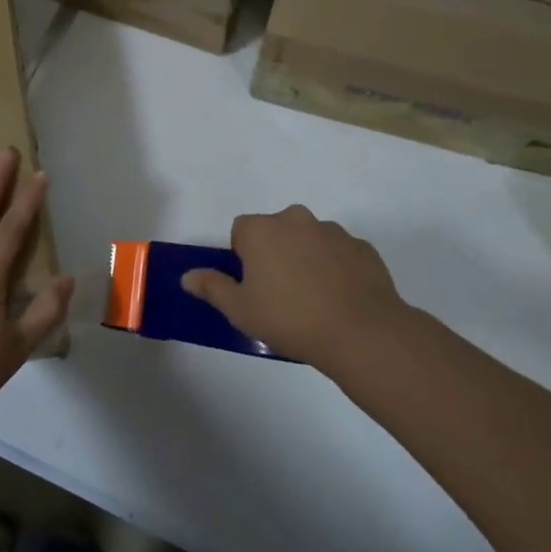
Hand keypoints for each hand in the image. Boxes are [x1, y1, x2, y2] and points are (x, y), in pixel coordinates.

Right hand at [180, 204, 423, 371]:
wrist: (360, 332)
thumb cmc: (289, 318)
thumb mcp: (240, 310)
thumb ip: (212, 287)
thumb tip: (187, 276)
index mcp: (262, 229)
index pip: (241, 231)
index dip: (243, 257)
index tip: (252, 286)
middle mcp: (296, 219)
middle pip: (276, 231)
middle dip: (274, 254)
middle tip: (279, 294)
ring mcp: (333, 231)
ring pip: (309, 240)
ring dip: (305, 259)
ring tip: (313, 300)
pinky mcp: (362, 247)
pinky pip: (339, 253)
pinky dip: (335, 268)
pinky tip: (339, 299)